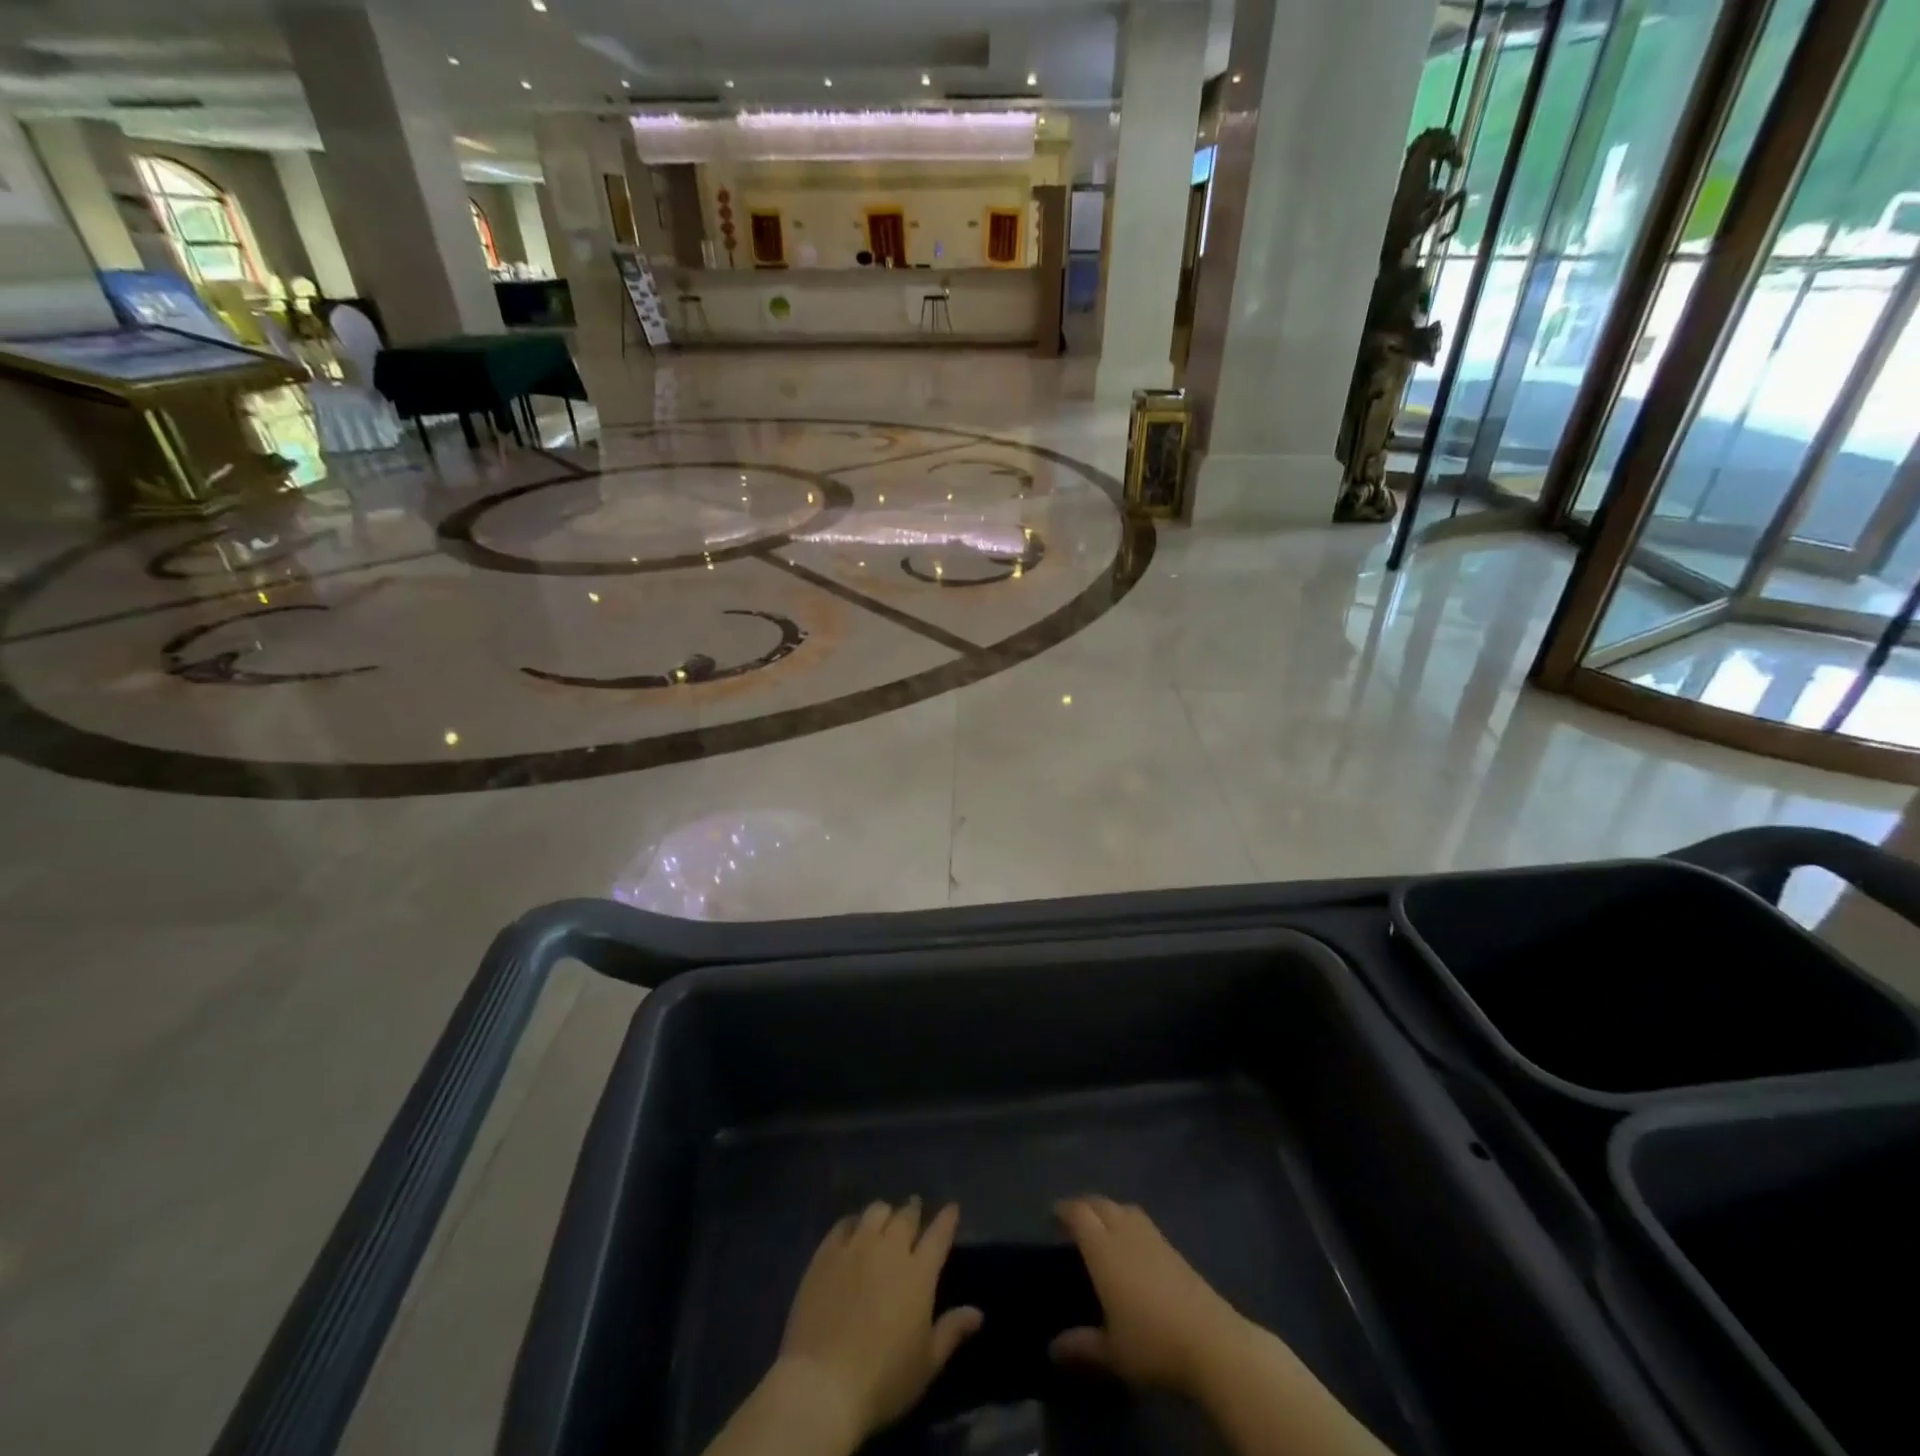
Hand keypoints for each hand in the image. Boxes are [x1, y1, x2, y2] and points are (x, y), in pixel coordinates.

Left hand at [771, 1199, 982, 1448]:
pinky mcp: (826, 1254)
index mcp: (919, 1273)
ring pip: (875, 1212)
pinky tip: (852, 1230)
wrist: (822, 1385)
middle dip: (913, 1210)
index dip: (947, 1218)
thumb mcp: (926, 1364)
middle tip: (914, 1210)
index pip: (939, 1234)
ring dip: (885, 1214)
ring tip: (884, 1219)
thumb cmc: (883, 1380)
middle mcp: (889, 1249)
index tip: (951, 1207)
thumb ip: (952, 1331)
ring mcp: (855, 1247)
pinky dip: (853, 1223)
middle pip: (906, 1216)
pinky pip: (843, 1225)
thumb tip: (978, 1313)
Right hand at [1050, 1197, 1249, 1398]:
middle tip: (1072, 1220)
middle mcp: (1126, 1233)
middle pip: (1101, 1204)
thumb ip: (1082, 1346)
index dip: (1063, 1210)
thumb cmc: (1153, 1344)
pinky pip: (1142, 1221)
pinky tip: (1132, 1246)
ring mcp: (1153, 1237)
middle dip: (1084, 1206)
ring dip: (1108, 1210)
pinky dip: (1128, 1222)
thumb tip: (1052, 1348)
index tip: (1051, 1215)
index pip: (1079, 1214)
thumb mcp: (1112, 1352)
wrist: (1212, 1342)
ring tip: (1101, 1228)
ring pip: (1124, 1208)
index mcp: (1104, 1249)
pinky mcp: (1174, 1249)